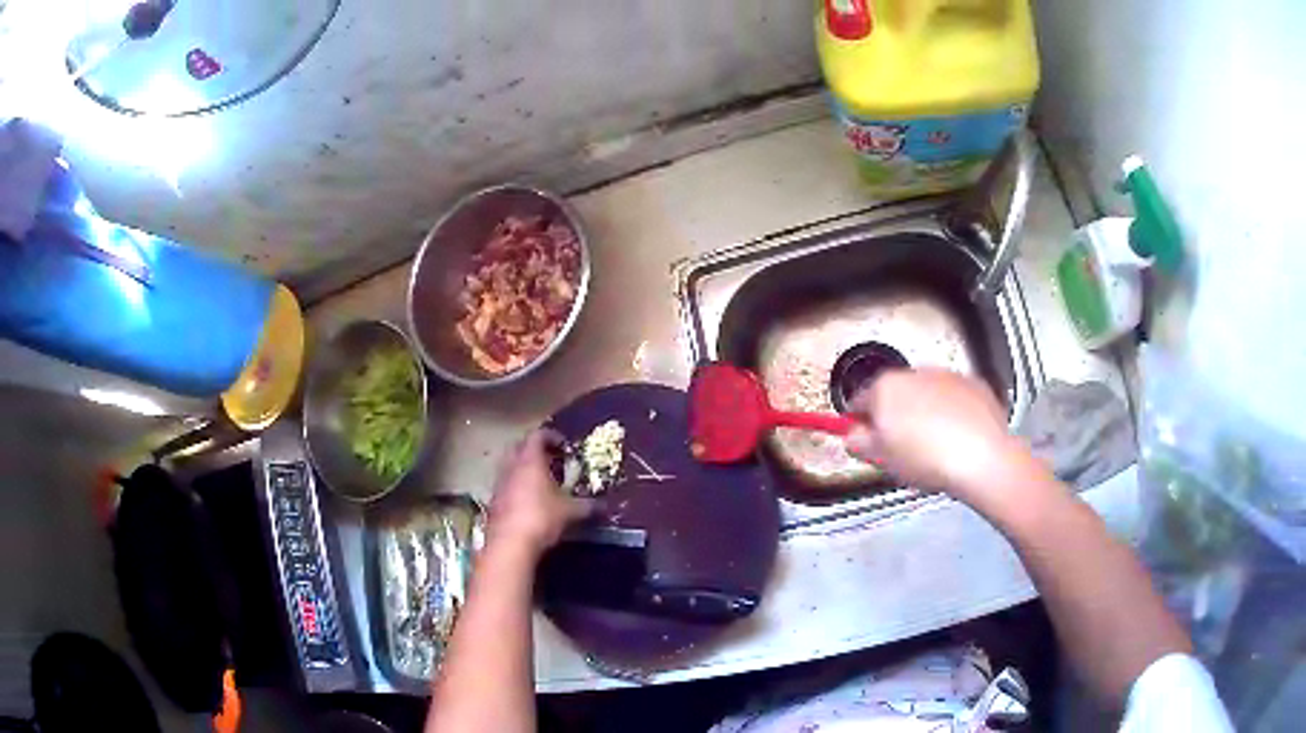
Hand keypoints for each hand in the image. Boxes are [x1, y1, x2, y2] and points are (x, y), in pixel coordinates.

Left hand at [486, 429, 592, 557]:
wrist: (509, 543)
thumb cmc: (541, 518)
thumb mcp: (570, 512)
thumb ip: (587, 506)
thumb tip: (604, 505)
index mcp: (530, 461)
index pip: (537, 436)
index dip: (551, 436)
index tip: (563, 445)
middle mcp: (511, 466)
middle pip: (519, 446)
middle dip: (534, 449)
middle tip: (551, 459)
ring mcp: (499, 483)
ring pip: (510, 465)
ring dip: (523, 468)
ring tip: (540, 480)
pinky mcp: (493, 500)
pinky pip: (505, 484)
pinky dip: (516, 485)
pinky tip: (528, 500)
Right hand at [844, 368, 1036, 507]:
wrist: (981, 458)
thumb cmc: (927, 459)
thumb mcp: (881, 458)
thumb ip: (858, 442)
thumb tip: (853, 434)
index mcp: (886, 387)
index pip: (859, 401)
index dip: (860, 423)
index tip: (866, 441)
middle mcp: (915, 372)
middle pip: (895, 395)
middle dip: (896, 417)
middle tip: (901, 449)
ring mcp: (947, 376)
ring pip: (926, 395)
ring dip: (925, 413)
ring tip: (933, 447)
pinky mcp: (974, 385)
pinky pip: (955, 398)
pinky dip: (952, 413)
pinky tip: (957, 438)